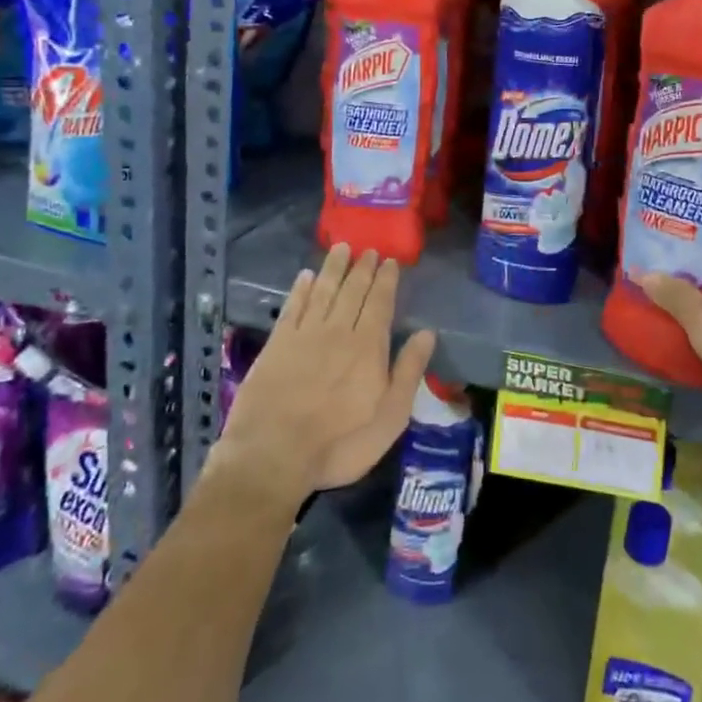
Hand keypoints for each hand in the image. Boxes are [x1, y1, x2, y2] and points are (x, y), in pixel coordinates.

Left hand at [212, 243, 436, 502]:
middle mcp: (338, 331)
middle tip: (368, 249)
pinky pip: (292, 307)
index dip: (385, 280)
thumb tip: (427, 333)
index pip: (380, 303)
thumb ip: (408, 372)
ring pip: (322, 291)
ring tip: (341, 248)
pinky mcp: (276, 344)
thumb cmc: (340, 442)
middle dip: (362, 268)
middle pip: (352, 291)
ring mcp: (304, 335)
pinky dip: (299, 289)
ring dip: (333, 268)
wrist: (274, 453)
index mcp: (368, 347)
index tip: (389, 260)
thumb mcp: (390, 417)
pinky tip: (304, 276)